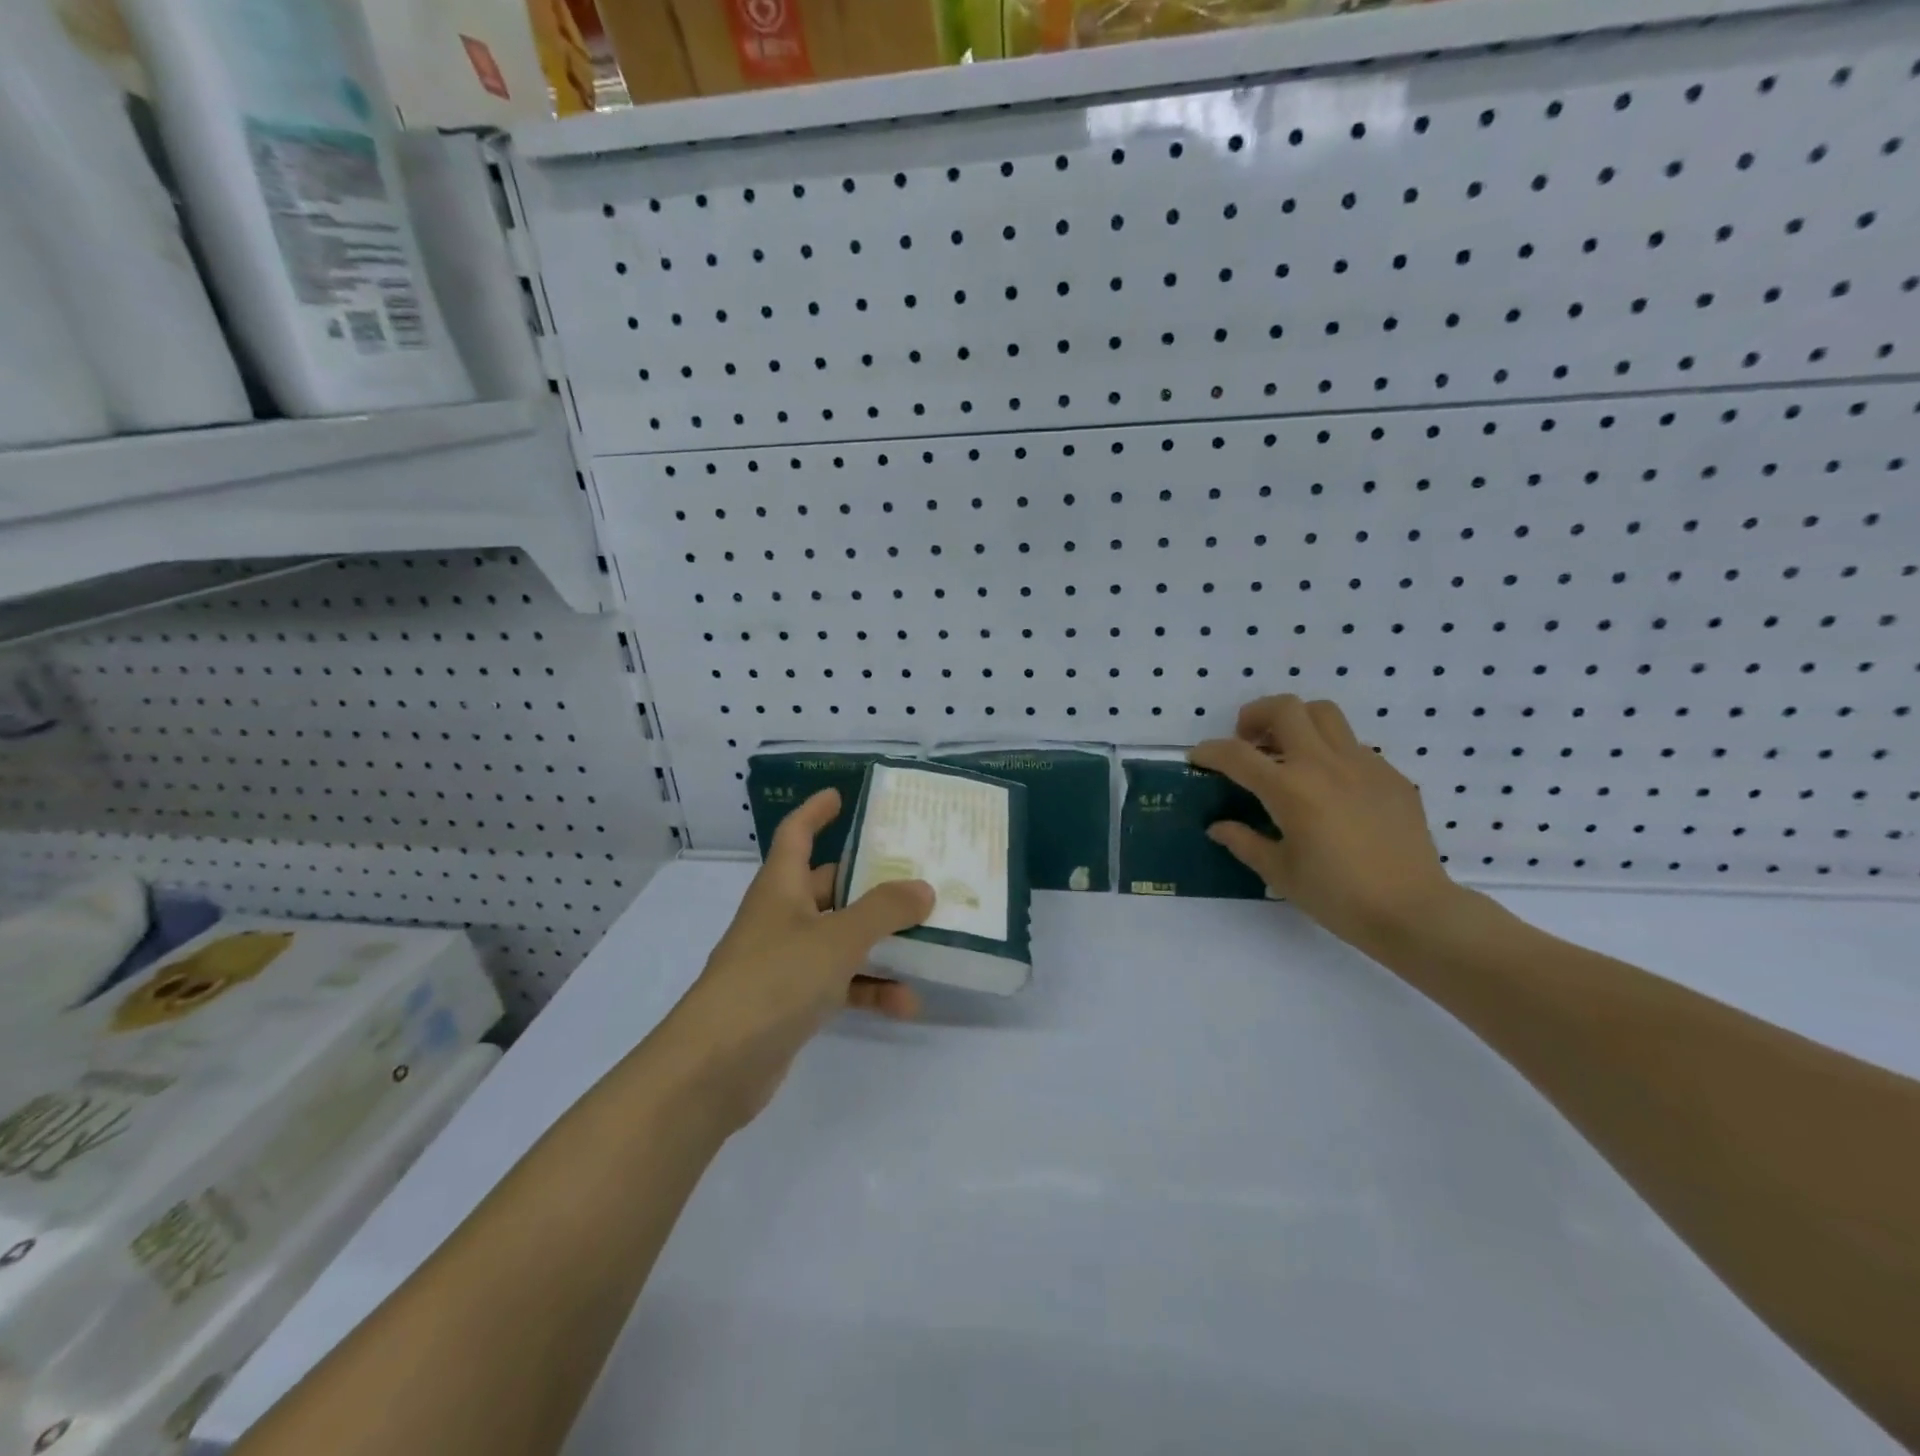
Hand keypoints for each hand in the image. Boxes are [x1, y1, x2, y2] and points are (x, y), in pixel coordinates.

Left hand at [658, 788, 933, 1132]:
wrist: (714, 1068)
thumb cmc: (773, 981)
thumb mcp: (837, 938)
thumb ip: (884, 910)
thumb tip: (923, 888)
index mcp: (781, 887)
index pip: (796, 833)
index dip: (816, 811)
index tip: (842, 795)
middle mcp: (782, 917)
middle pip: (830, 886)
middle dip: (870, 881)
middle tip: (916, 873)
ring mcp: (785, 962)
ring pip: (841, 939)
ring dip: (881, 942)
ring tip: (929, 942)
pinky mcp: (792, 1003)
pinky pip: (840, 984)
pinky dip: (870, 989)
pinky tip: (906, 1003)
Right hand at [1191, 695, 1463, 954]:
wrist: (1413, 911)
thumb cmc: (1337, 896)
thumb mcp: (1279, 872)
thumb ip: (1243, 841)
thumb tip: (1218, 826)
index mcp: (1290, 789)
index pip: (1236, 754)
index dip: (1209, 751)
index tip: (1197, 759)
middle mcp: (1324, 764)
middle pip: (1285, 708)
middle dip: (1256, 715)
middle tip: (1247, 741)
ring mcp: (1363, 764)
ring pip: (1324, 714)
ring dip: (1296, 722)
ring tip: (1287, 752)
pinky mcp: (1390, 775)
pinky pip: (1353, 745)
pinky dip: (1329, 752)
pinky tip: (1329, 787)